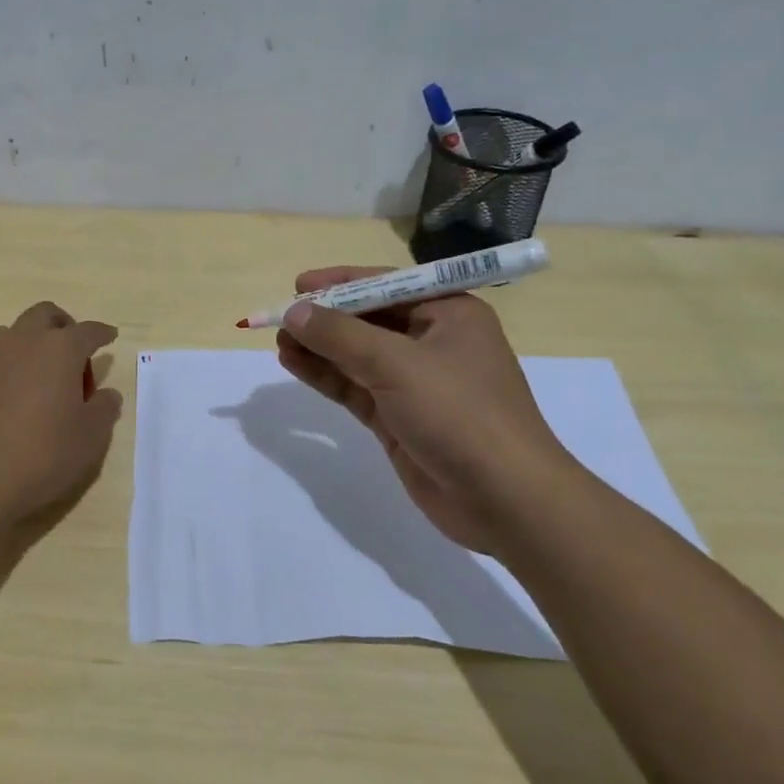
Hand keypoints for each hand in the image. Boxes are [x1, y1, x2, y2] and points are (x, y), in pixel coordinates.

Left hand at [0, 301, 122, 528]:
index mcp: (60, 349)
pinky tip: (15, 398)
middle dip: (64, 327)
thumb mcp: (89, 438)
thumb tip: (107, 394)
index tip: (109, 337)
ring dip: (33, 344)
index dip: (102, 334)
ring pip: (15, 332)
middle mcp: (23, 341)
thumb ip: (103, 410)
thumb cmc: (41, 454)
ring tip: (42, 379)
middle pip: (46, 315)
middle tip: (74, 358)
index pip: (88, 331)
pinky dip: (11, 366)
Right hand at [275, 268, 577, 550]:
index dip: (341, 283)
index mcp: (448, 314)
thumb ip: (340, 335)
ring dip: (319, 347)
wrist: (504, 500)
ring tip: (278, 341)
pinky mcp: (399, 418)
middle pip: (368, 320)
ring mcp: (415, 383)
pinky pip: (354, 387)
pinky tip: (293, 364)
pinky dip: (325, 375)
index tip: (298, 284)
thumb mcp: (397, 364)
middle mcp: (432, 342)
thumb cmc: (459, 414)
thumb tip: (293, 311)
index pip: (386, 285)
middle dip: (325, 318)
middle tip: (280, 317)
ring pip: (356, 355)